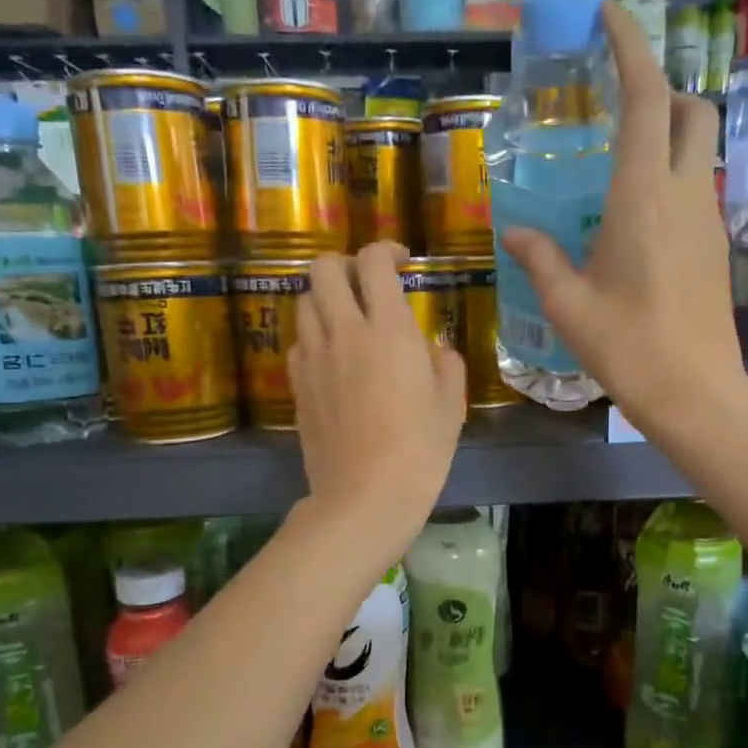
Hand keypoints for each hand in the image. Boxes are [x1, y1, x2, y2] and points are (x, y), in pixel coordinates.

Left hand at [289, 241, 465, 558]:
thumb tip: (434, 349)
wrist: (364, 497)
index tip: (402, 261)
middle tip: (367, 285)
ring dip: (326, 298)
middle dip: (345, 264)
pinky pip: (299, 342)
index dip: (386, 250)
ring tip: (349, 320)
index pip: (373, 261)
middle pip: (323, 268)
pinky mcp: (296, 385)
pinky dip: (315, 336)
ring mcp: (313, 358)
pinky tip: (334, 359)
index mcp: (388, 329)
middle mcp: (343, 332)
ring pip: (304, 301)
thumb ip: (446, 364)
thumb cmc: (419, 451)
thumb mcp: (450, 406)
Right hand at [500, 0, 744, 430]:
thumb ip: (540, 259)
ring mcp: (706, 220)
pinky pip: (694, 189)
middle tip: (617, 104)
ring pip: (697, 149)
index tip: (610, 16)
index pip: (645, 99)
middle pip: (689, 110)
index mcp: (642, 198)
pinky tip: (635, 217)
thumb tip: (515, 233)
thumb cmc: (627, 347)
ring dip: (665, 134)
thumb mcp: (569, 305)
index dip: (631, 48)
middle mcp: (682, 195)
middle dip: (660, 89)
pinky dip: (669, 177)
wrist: (695, 392)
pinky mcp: (715, 246)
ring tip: (617, 164)